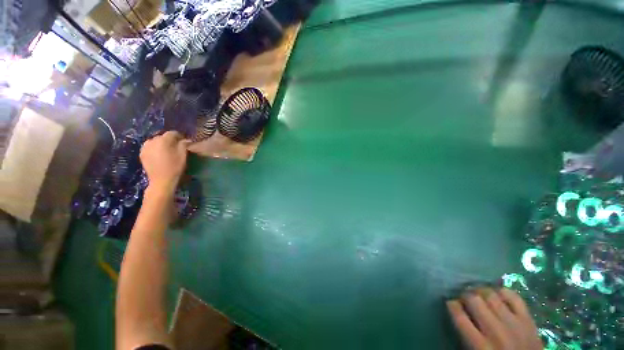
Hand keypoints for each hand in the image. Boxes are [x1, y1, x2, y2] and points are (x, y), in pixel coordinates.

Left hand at [140, 131, 190, 193]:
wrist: (161, 180)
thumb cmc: (175, 167)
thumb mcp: (183, 155)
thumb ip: (184, 144)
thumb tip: (186, 139)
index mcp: (164, 139)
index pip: (173, 133)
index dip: (180, 137)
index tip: (185, 143)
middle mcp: (153, 140)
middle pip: (163, 137)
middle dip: (170, 141)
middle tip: (176, 148)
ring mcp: (145, 147)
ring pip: (156, 142)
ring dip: (161, 145)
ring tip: (166, 152)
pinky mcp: (141, 153)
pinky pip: (150, 147)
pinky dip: (155, 149)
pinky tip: (159, 156)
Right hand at [447, 288, 542, 349]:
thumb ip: (466, 337)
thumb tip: (457, 315)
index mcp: (481, 346)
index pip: (459, 316)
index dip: (451, 305)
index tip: (451, 303)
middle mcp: (496, 331)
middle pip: (474, 300)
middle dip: (465, 295)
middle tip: (464, 298)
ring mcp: (514, 324)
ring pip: (491, 295)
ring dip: (481, 291)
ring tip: (479, 294)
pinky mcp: (528, 319)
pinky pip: (514, 297)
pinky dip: (503, 292)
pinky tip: (498, 294)